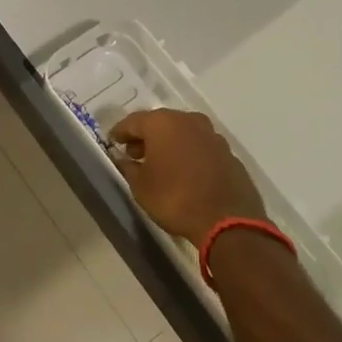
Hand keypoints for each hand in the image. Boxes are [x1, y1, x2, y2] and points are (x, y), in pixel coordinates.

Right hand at [109, 108, 264, 248]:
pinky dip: (189, 154)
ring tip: (160, 164)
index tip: (112, 142)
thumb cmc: (175, 198)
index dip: (120, 132)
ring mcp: (212, 136)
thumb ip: (129, 168)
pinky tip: (185, 173)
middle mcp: (189, 121)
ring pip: (183, 133)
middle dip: (146, 137)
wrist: (228, 221)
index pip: (133, 121)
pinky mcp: (229, 154)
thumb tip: (125, 160)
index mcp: (163, 123)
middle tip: (134, 153)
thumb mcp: (141, 187)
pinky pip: (201, 148)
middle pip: (160, 123)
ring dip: (169, 144)